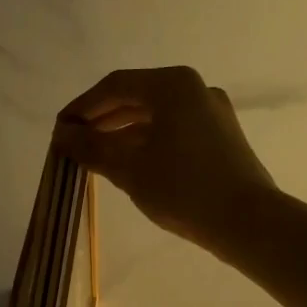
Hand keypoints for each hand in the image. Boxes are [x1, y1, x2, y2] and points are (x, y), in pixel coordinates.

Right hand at [54, 66, 275, 252]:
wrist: (247, 221)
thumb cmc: (183, 189)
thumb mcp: (129, 169)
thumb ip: (91, 148)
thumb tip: (61, 135)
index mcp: (172, 86)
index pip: (114, 86)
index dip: (82, 107)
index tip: (59, 129)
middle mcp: (194, 89)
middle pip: (136, 97)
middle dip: (101, 119)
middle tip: (72, 143)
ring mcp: (211, 112)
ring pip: (155, 115)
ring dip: (121, 132)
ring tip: (94, 155)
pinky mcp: (220, 136)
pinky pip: (173, 129)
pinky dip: (146, 141)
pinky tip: (128, 163)